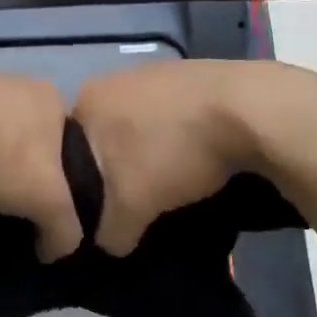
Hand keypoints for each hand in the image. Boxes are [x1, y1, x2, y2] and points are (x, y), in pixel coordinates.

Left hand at [0, 74, 82, 259]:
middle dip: (22, 166)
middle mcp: (16, 80)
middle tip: (11, 202)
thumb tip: (56, 250)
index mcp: (50, 97)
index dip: (61, 177)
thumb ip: (65, 229)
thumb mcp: (47, 202)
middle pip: (28, 134)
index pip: (68, 142)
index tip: (44, 205)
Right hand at [70, 61, 266, 254]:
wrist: (250, 111)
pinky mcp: (191, 74)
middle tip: (135, 198)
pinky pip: (171, 114)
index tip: (102, 207)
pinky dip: (177, 135)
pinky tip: (196, 155)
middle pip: (103, 136)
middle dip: (116, 167)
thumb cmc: (173, 152)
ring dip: (148, 150)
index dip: (82, 183)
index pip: (66, 151)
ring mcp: (154, 71)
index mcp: (86, 100)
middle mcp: (112, 79)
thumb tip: (107, 244)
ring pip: (138, 124)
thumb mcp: (131, 207)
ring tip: (170, 179)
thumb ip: (108, 232)